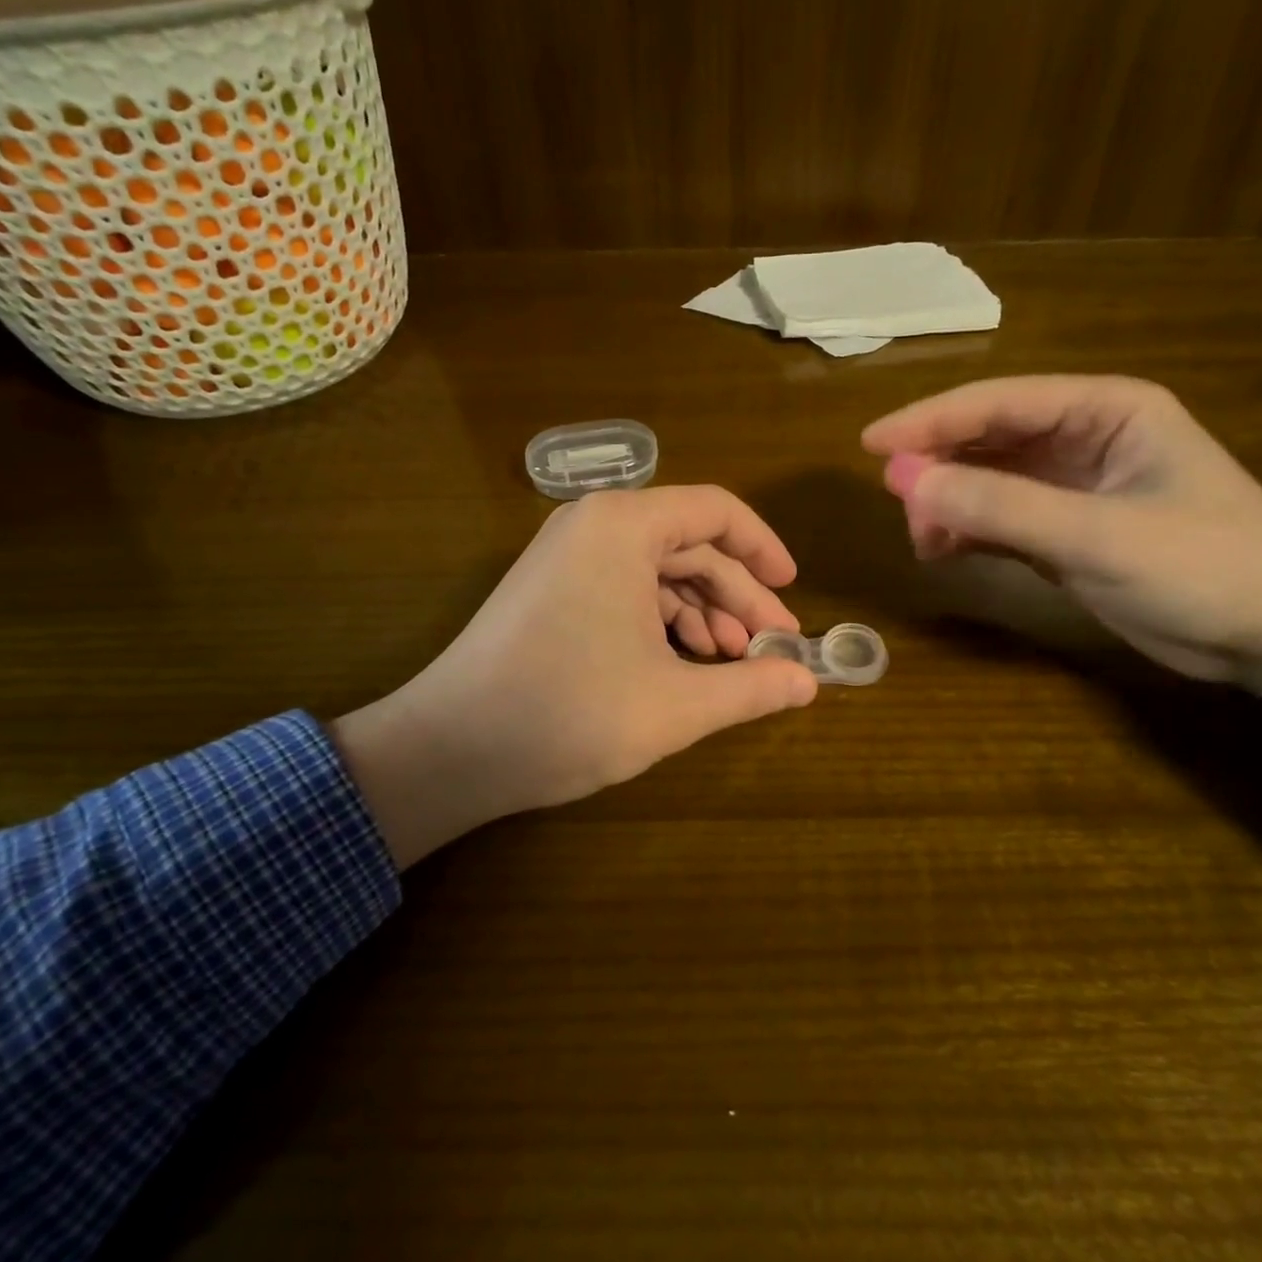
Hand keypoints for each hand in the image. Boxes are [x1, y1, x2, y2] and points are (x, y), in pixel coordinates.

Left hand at [331, 486, 817, 865]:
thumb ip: (751, 688)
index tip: (793, 593)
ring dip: (703, 614)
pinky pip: (626, 589)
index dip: (764, 548)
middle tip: (773, 647)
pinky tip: (685, 665)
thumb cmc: (569, 713)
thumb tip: (810, 684)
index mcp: (624, 527)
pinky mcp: (553, 589)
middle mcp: (594, 525)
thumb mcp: (675, 705)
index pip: (716, 511)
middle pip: (690, 545)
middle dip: (737, 596)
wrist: (450, 750)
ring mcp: (568, 556)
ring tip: (732, 664)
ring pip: (659, 571)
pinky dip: (663, 622)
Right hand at [863, 376, 1261, 748]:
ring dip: (948, 503)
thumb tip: (903, 480)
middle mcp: (1083, 438)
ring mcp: (1072, 486)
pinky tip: (943, 552)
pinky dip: (966, 531)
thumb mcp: (1100, 536)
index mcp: (1105, 410)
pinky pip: (997, 517)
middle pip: (986, 437)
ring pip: (985, 479)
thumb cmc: (1208, 569)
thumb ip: (1000, 506)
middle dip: (937, 466)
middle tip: (895, 502)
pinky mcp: (1065, 530)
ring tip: (923, 539)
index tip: (870, 445)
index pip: (999, 402)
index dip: (930, 420)